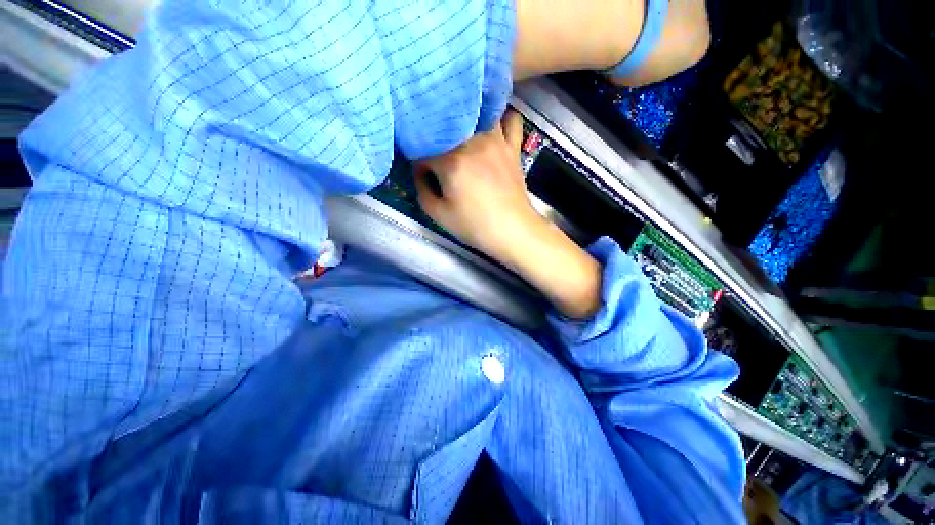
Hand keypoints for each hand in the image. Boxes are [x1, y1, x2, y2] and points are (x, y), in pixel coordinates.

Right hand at [413, 110, 539, 262]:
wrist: (514, 231)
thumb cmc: (476, 226)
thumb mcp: (439, 215)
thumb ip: (422, 190)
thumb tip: (421, 173)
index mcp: (451, 161)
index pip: (424, 150)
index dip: (419, 164)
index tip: (424, 177)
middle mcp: (473, 142)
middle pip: (447, 128)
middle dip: (438, 142)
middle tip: (439, 160)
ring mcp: (496, 141)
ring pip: (478, 114)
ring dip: (466, 124)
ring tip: (462, 139)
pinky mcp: (513, 147)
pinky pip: (511, 119)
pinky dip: (501, 120)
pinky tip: (493, 130)